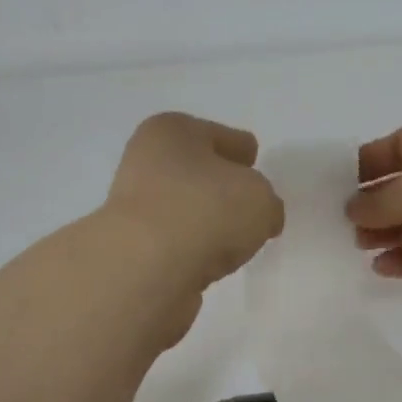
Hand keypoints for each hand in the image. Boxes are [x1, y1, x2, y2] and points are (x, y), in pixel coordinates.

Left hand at [101, 112, 284, 300]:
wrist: (147, 269)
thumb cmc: (205, 211)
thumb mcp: (260, 198)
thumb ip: (267, 203)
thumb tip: (259, 219)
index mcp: (172, 131)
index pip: (218, 135)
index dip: (240, 149)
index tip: (253, 162)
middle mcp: (146, 163)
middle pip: (197, 172)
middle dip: (222, 187)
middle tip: (250, 205)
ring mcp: (135, 210)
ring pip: (185, 210)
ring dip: (206, 223)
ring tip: (235, 241)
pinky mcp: (134, 252)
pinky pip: (177, 245)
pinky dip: (193, 252)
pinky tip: (211, 264)